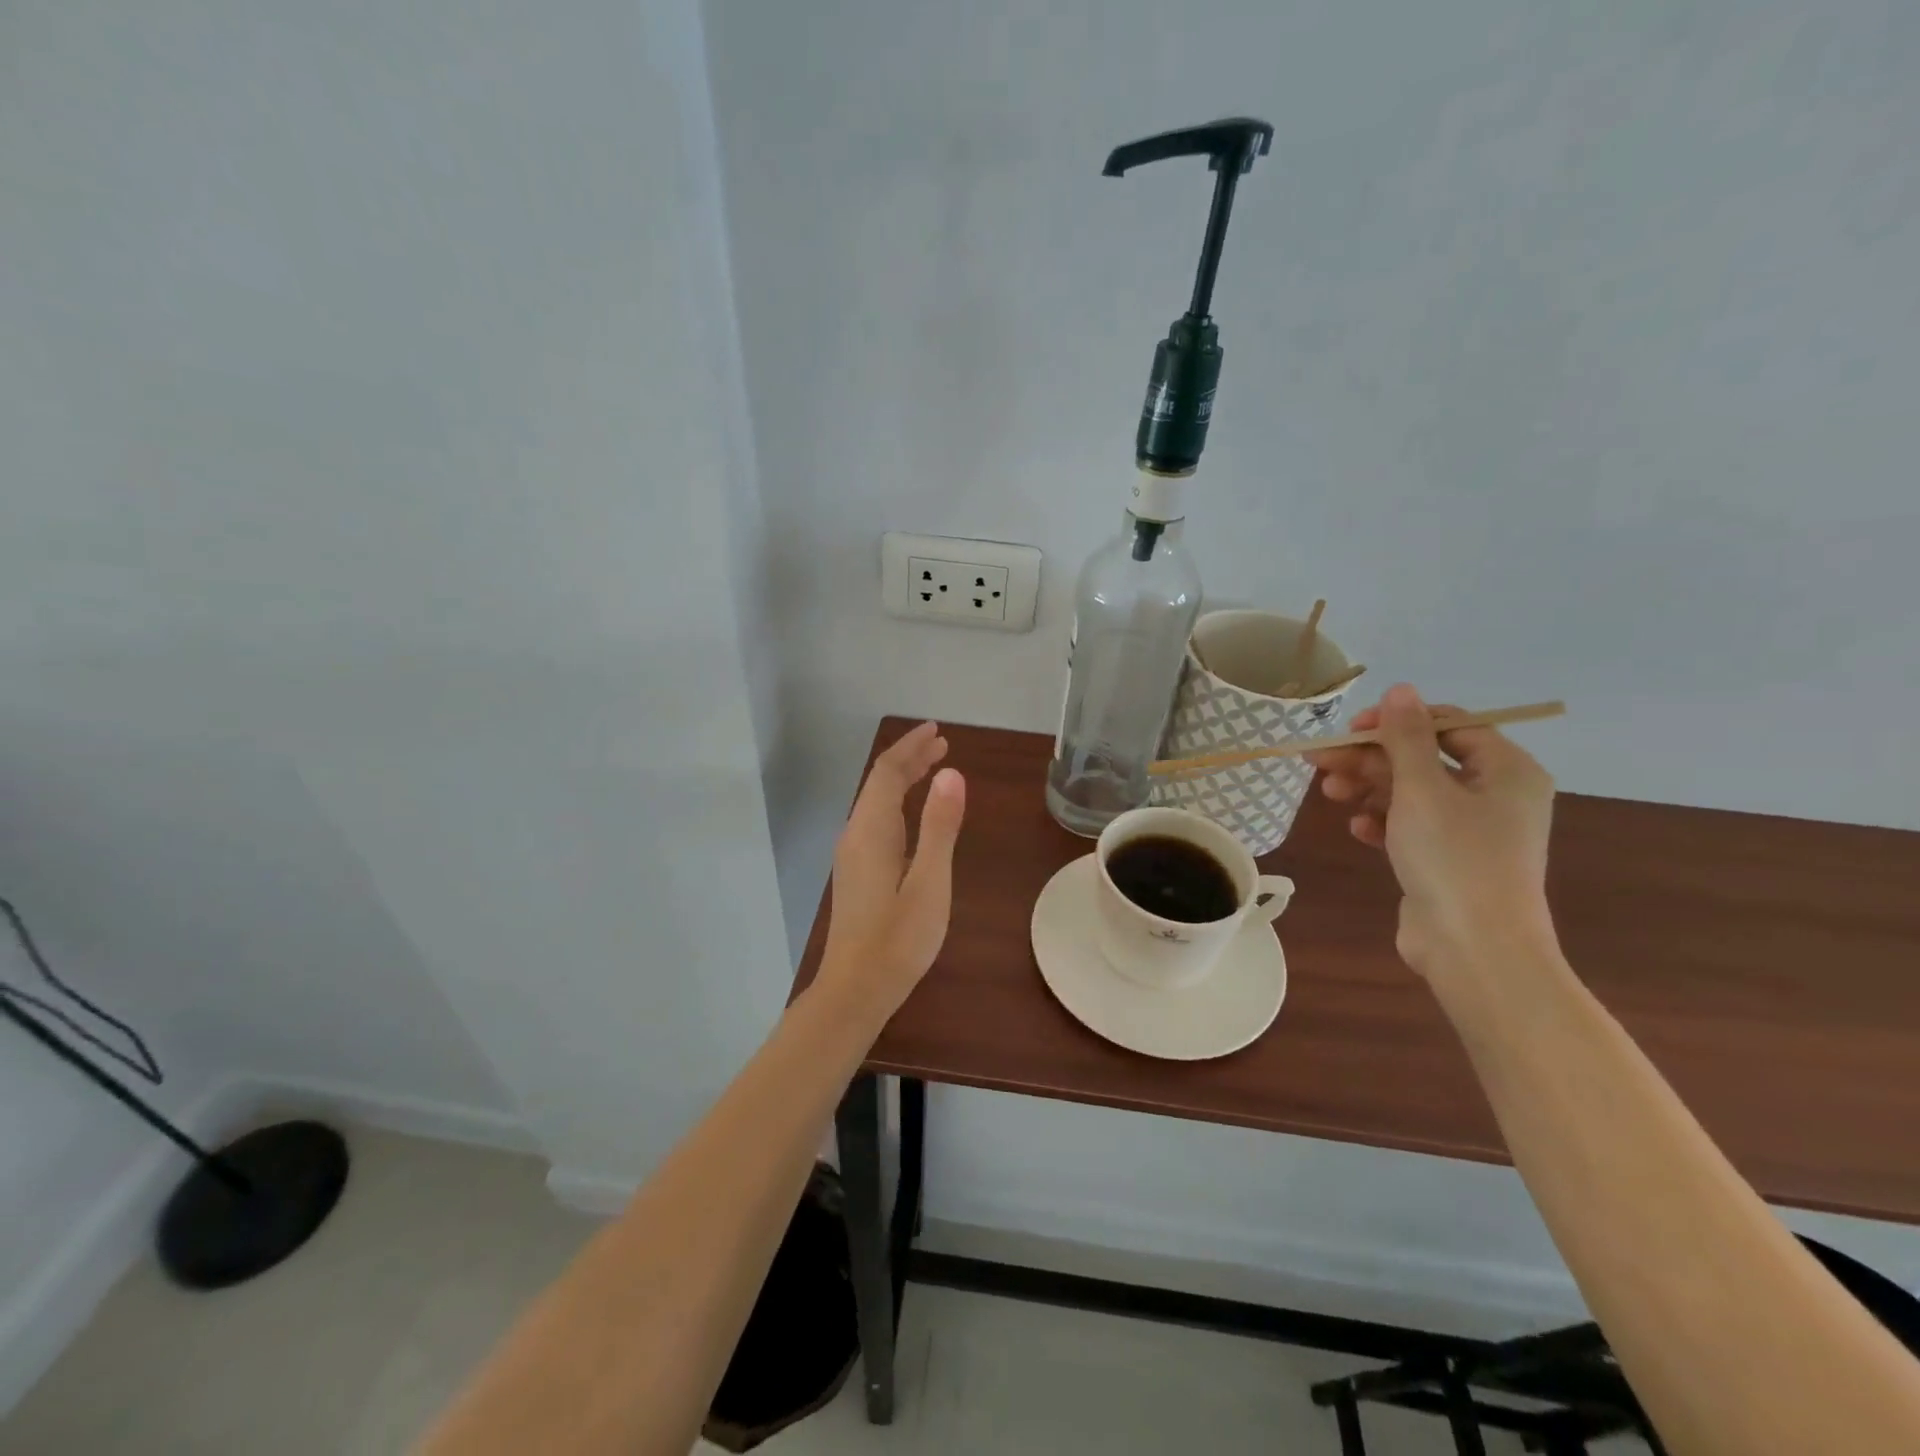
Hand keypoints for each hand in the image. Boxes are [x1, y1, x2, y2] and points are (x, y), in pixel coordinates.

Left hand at [818, 721, 967, 1016]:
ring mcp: (853, 855)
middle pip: (879, 783)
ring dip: (903, 780)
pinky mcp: (857, 873)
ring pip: (877, 803)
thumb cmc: (898, 939)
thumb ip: (939, 827)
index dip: (911, 747)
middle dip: (909, 759)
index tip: (937, 731)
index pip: (888, 772)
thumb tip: (951, 773)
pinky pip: (877, 821)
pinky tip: (914, 816)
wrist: (856, 989)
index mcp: (871, 831)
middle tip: (941, 744)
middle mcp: (856, 835)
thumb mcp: (929, 882)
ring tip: (933, 768)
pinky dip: (898, 803)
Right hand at [1305, 684, 1556, 981]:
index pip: (1448, 724)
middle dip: (1370, 758)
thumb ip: (1407, 737)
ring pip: (1411, 792)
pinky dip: (1382, 822)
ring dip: (1368, 788)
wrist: (1474, 948)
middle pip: (1422, 759)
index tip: (1351, 729)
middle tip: (1319, 760)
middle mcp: (1495, 795)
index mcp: (1506, 770)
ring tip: (1329, 793)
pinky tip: (1358, 830)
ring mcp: (1472, 830)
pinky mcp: (1448, 859)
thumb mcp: (1422, 789)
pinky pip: (1411, 826)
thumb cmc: (1454, 857)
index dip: (1396, 722)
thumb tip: (1401, 689)